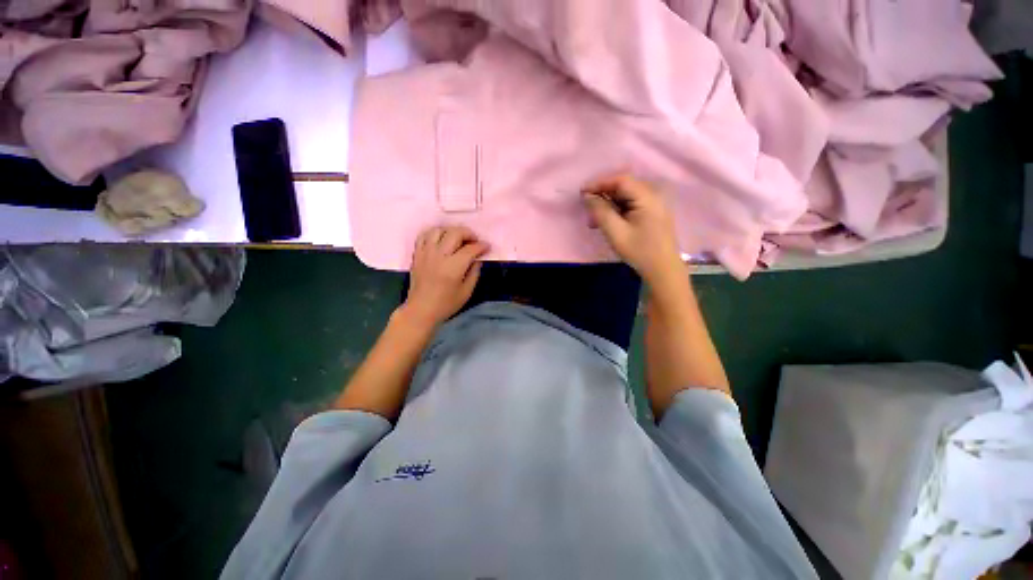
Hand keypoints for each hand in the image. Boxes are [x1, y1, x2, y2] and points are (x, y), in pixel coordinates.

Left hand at [399, 225, 489, 328]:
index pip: (470, 249)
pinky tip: (441, 239)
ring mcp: (426, 253)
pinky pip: (424, 235)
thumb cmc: (446, 304)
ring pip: (439, 230)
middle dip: (468, 234)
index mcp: (453, 267)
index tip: (487, 246)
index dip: (481, 246)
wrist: (421, 310)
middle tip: (474, 241)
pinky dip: (435, 233)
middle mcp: (439, 256)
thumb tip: (478, 258)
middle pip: (455, 233)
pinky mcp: (417, 254)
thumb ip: (474, 272)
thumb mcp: (467, 291)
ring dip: (451, 231)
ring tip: (458, 239)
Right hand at [582, 173, 685, 285]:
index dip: (599, 183)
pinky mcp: (651, 213)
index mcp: (647, 197)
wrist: (662, 270)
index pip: (621, 180)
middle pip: (623, 186)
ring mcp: (654, 204)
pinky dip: (616, 210)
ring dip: (608, 204)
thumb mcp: (616, 233)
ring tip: (594, 219)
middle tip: (587, 207)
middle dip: (603, 194)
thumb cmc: (639, 251)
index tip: (582, 192)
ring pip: (626, 196)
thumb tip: (588, 196)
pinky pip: (630, 204)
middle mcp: (653, 195)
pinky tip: (606, 221)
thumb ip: (601, 212)